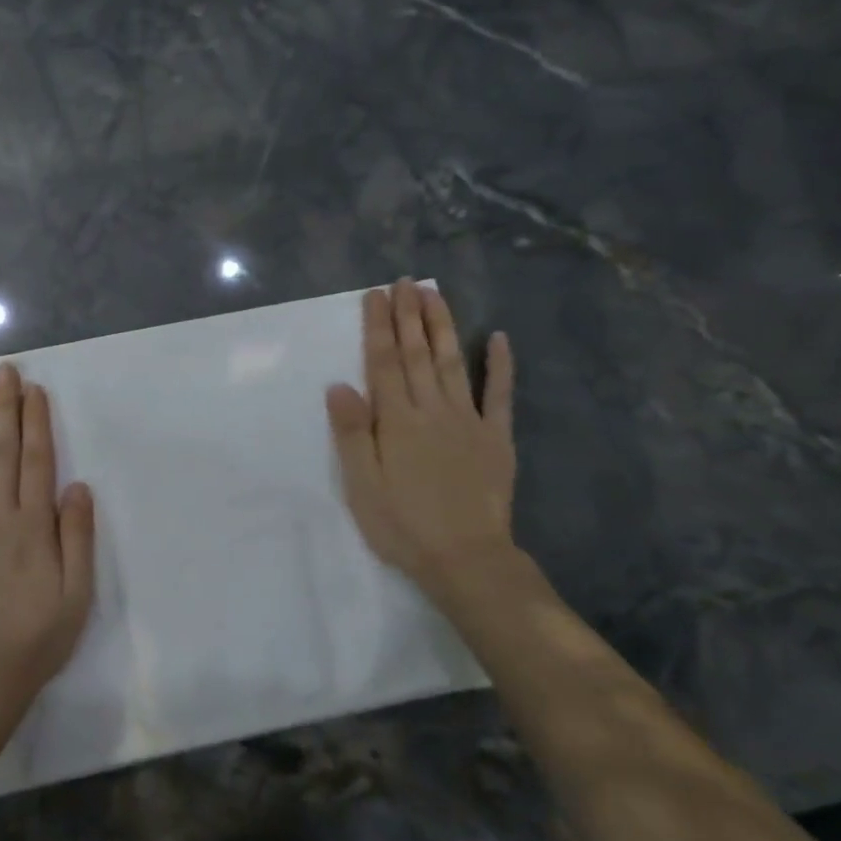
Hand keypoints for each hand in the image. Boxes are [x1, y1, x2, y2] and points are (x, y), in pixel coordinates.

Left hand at [0, 364, 95, 735]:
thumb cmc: (36, 639)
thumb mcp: (77, 594)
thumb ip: (77, 537)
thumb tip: (77, 485)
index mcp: (32, 525)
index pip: (36, 461)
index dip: (36, 423)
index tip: (33, 390)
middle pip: (2, 453)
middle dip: (5, 409)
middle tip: (4, 371)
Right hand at [326, 280, 517, 590]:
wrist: (466, 559)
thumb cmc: (403, 524)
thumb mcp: (362, 485)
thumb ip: (352, 433)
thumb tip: (339, 386)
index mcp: (396, 420)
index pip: (383, 362)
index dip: (378, 326)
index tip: (376, 295)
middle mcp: (432, 409)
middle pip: (417, 353)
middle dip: (409, 315)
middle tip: (404, 281)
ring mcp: (468, 420)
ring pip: (452, 362)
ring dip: (442, 326)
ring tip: (435, 294)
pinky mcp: (496, 437)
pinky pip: (500, 394)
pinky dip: (500, 366)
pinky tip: (499, 338)